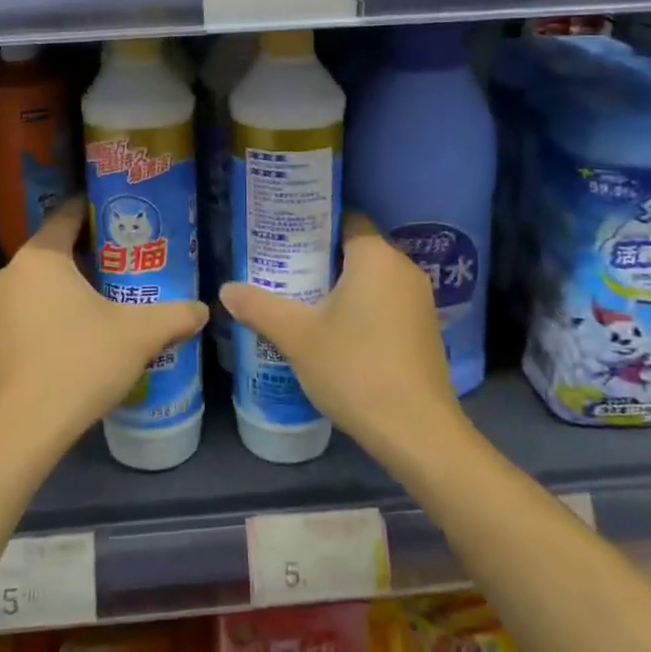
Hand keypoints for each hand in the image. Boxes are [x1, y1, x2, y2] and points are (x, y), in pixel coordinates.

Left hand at [0, 197, 207, 456]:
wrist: (24, 430)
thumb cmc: (80, 363)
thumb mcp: (138, 335)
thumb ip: (174, 315)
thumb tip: (202, 309)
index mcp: (40, 258)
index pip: (67, 214)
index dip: (97, 208)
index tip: (125, 214)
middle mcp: (12, 274)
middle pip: (56, 249)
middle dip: (93, 251)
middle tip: (131, 257)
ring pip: (43, 282)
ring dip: (74, 284)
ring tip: (113, 295)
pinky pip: (32, 310)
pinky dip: (56, 311)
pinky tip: (84, 332)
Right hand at [221, 213, 465, 457]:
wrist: (417, 433)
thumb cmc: (355, 369)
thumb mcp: (297, 337)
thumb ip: (260, 307)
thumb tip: (225, 290)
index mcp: (376, 257)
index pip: (345, 219)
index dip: (313, 225)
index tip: (283, 238)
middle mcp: (403, 269)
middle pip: (357, 248)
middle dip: (320, 257)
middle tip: (283, 270)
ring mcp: (419, 301)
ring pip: (372, 278)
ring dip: (341, 285)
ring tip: (301, 299)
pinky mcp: (424, 329)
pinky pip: (386, 301)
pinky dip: (362, 306)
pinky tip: (336, 331)